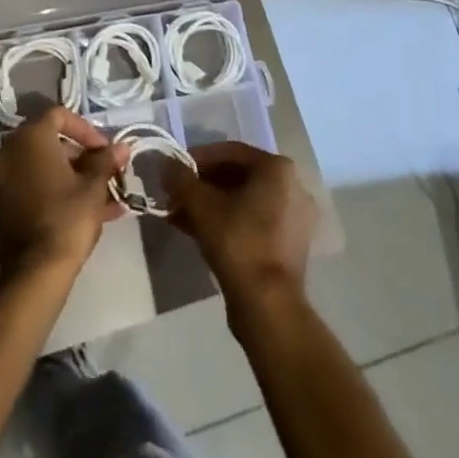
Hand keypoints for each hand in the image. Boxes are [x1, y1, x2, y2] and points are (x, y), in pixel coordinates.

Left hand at [0, 108, 129, 276]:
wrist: (35, 271)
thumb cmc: (67, 217)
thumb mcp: (94, 186)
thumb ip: (106, 161)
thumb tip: (122, 147)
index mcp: (31, 137)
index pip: (59, 115)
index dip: (86, 129)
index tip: (105, 149)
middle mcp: (11, 151)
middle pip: (51, 142)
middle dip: (83, 156)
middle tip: (106, 172)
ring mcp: (4, 179)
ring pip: (45, 167)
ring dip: (75, 177)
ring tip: (107, 197)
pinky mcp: (4, 204)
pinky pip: (36, 187)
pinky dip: (59, 191)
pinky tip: (90, 212)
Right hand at [163, 142, 316, 301]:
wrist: (268, 306)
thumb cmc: (238, 242)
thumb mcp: (201, 205)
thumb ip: (181, 179)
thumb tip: (164, 163)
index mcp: (277, 169)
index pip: (231, 152)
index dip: (198, 158)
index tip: (175, 169)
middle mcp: (292, 188)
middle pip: (238, 176)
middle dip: (203, 184)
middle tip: (176, 192)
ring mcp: (293, 219)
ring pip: (244, 201)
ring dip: (211, 204)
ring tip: (180, 213)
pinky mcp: (288, 246)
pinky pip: (252, 222)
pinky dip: (226, 221)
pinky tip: (196, 231)